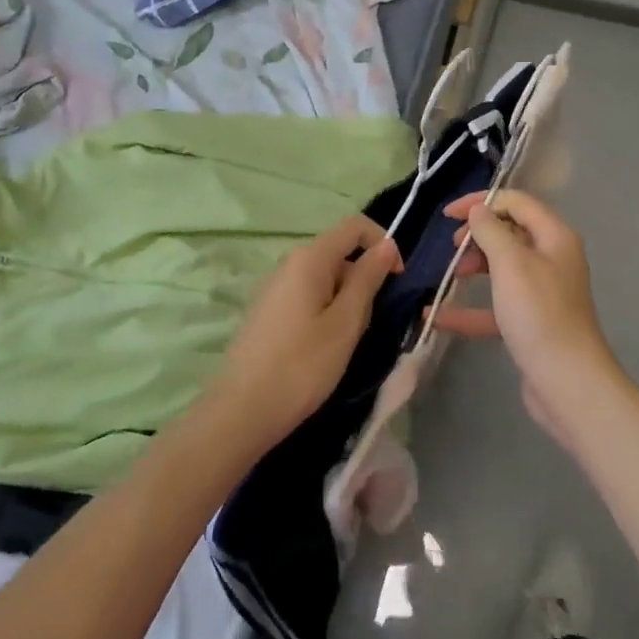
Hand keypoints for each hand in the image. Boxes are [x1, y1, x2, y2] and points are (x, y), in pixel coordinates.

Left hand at [212, 216, 399, 452]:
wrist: (241, 413)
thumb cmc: (302, 366)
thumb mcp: (346, 323)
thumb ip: (368, 279)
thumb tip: (386, 245)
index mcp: (309, 258)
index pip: (355, 226)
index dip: (383, 244)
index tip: (397, 281)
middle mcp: (289, 262)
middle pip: (339, 252)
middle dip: (364, 278)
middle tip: (368, 323)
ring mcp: (274, 286)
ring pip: (325, 277)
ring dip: (346, 299)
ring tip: (346, 340)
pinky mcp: (267, 310)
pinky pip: (307, 295)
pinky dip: (326, 310)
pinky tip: (322, 347)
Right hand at [440, 190, 619, 445]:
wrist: (568, 383)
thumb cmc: (539, 314)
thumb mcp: (510, 263)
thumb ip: (490, 230)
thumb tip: (479, 209)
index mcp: (554, 236)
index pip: (516, 202)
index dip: (482, 201)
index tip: (448, 215)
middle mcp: (552, 259)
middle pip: (510, 233)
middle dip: (478, 236)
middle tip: (452, 248)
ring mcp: (543, 293)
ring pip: (503, 268)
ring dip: (474, 267)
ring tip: (449, 276)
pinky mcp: (532, 323)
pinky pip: (497, 306)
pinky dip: (471, 309)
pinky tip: (438, 317)